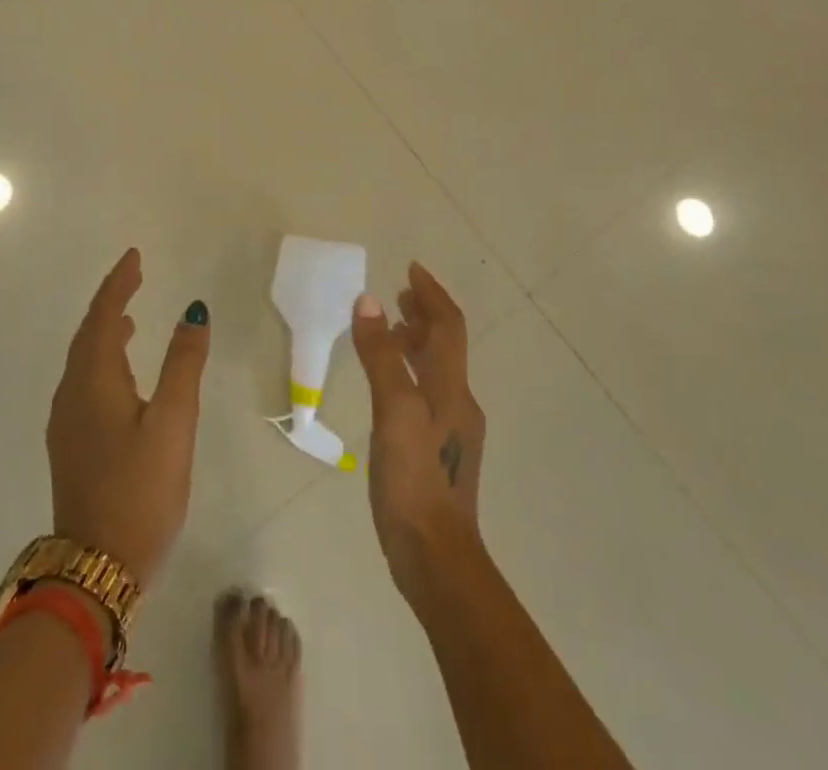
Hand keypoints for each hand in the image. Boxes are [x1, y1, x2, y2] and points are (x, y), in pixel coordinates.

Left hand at [46, 248, 210, 585]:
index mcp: (92, 381)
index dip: (118, 283)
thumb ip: (183, 365)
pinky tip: (121, 376)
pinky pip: (84, 384)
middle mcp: (71, 395)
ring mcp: (66, 424)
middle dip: (110, 303)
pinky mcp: (71, 447)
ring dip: (104, 333)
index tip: (135, 257)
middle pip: (87, 335)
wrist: (96, 571)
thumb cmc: (140, 490)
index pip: (102, 316)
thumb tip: (193, 312)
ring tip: (129, 321)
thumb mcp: (173, 424)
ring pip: (83, 361)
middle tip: (134, 279)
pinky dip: (102, 362)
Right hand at [350, 263, 486, 601]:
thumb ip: (381, 356)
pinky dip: (410, 371)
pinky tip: (389, 385)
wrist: (437, 558)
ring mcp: (452, 430)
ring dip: (417, 342)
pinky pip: (427, 393)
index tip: (411, 268)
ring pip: (437, 369)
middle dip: (425, 314)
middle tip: (400, 294)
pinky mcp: (439, 451)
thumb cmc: (415, 479)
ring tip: (389, 331)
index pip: (448, 326)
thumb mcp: (393, 411)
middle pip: (446, 345)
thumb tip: (369, 301)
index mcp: (452, 388)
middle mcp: (458, 402)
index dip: (431, 294)